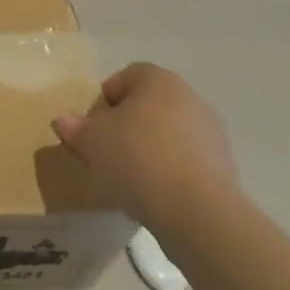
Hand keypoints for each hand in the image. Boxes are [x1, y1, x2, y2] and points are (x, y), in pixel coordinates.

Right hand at [52, 63, 237, 234]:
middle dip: (128, 126)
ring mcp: (212, 134)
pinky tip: (155, 196)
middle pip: (149, 106)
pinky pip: (187, 162)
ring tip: (130, 180)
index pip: (126, 76)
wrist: (198, 213)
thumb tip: (63, 120)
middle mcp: (190, 98)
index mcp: (159, 80)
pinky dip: (170, 173)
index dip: (106, 99)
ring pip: (169, 135)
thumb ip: (75, 127)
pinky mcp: (225, 169)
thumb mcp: (91, 142)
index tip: (95, 126)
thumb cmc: (137, 159)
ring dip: (150, 150)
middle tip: (108, 152)